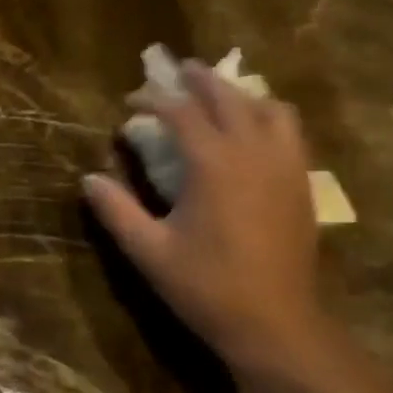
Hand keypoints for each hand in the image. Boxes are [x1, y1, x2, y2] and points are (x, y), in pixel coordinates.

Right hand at [83, 61, 324, 370]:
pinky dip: (268, 116)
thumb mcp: (148, 251)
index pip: (182, 113)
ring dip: (240, 94)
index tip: (130, 102)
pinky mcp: (302, 183)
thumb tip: (89, 179)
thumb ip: (116, 211)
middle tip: (177, 70)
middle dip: (201, 80)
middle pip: (230, 98)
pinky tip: (254, 132)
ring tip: (219, 96)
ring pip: (269, 108)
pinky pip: (290, 131)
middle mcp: (254, 153)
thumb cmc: (205, 286)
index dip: (153, 100)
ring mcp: (285, 166)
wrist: (275, 322)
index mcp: (214, 165)